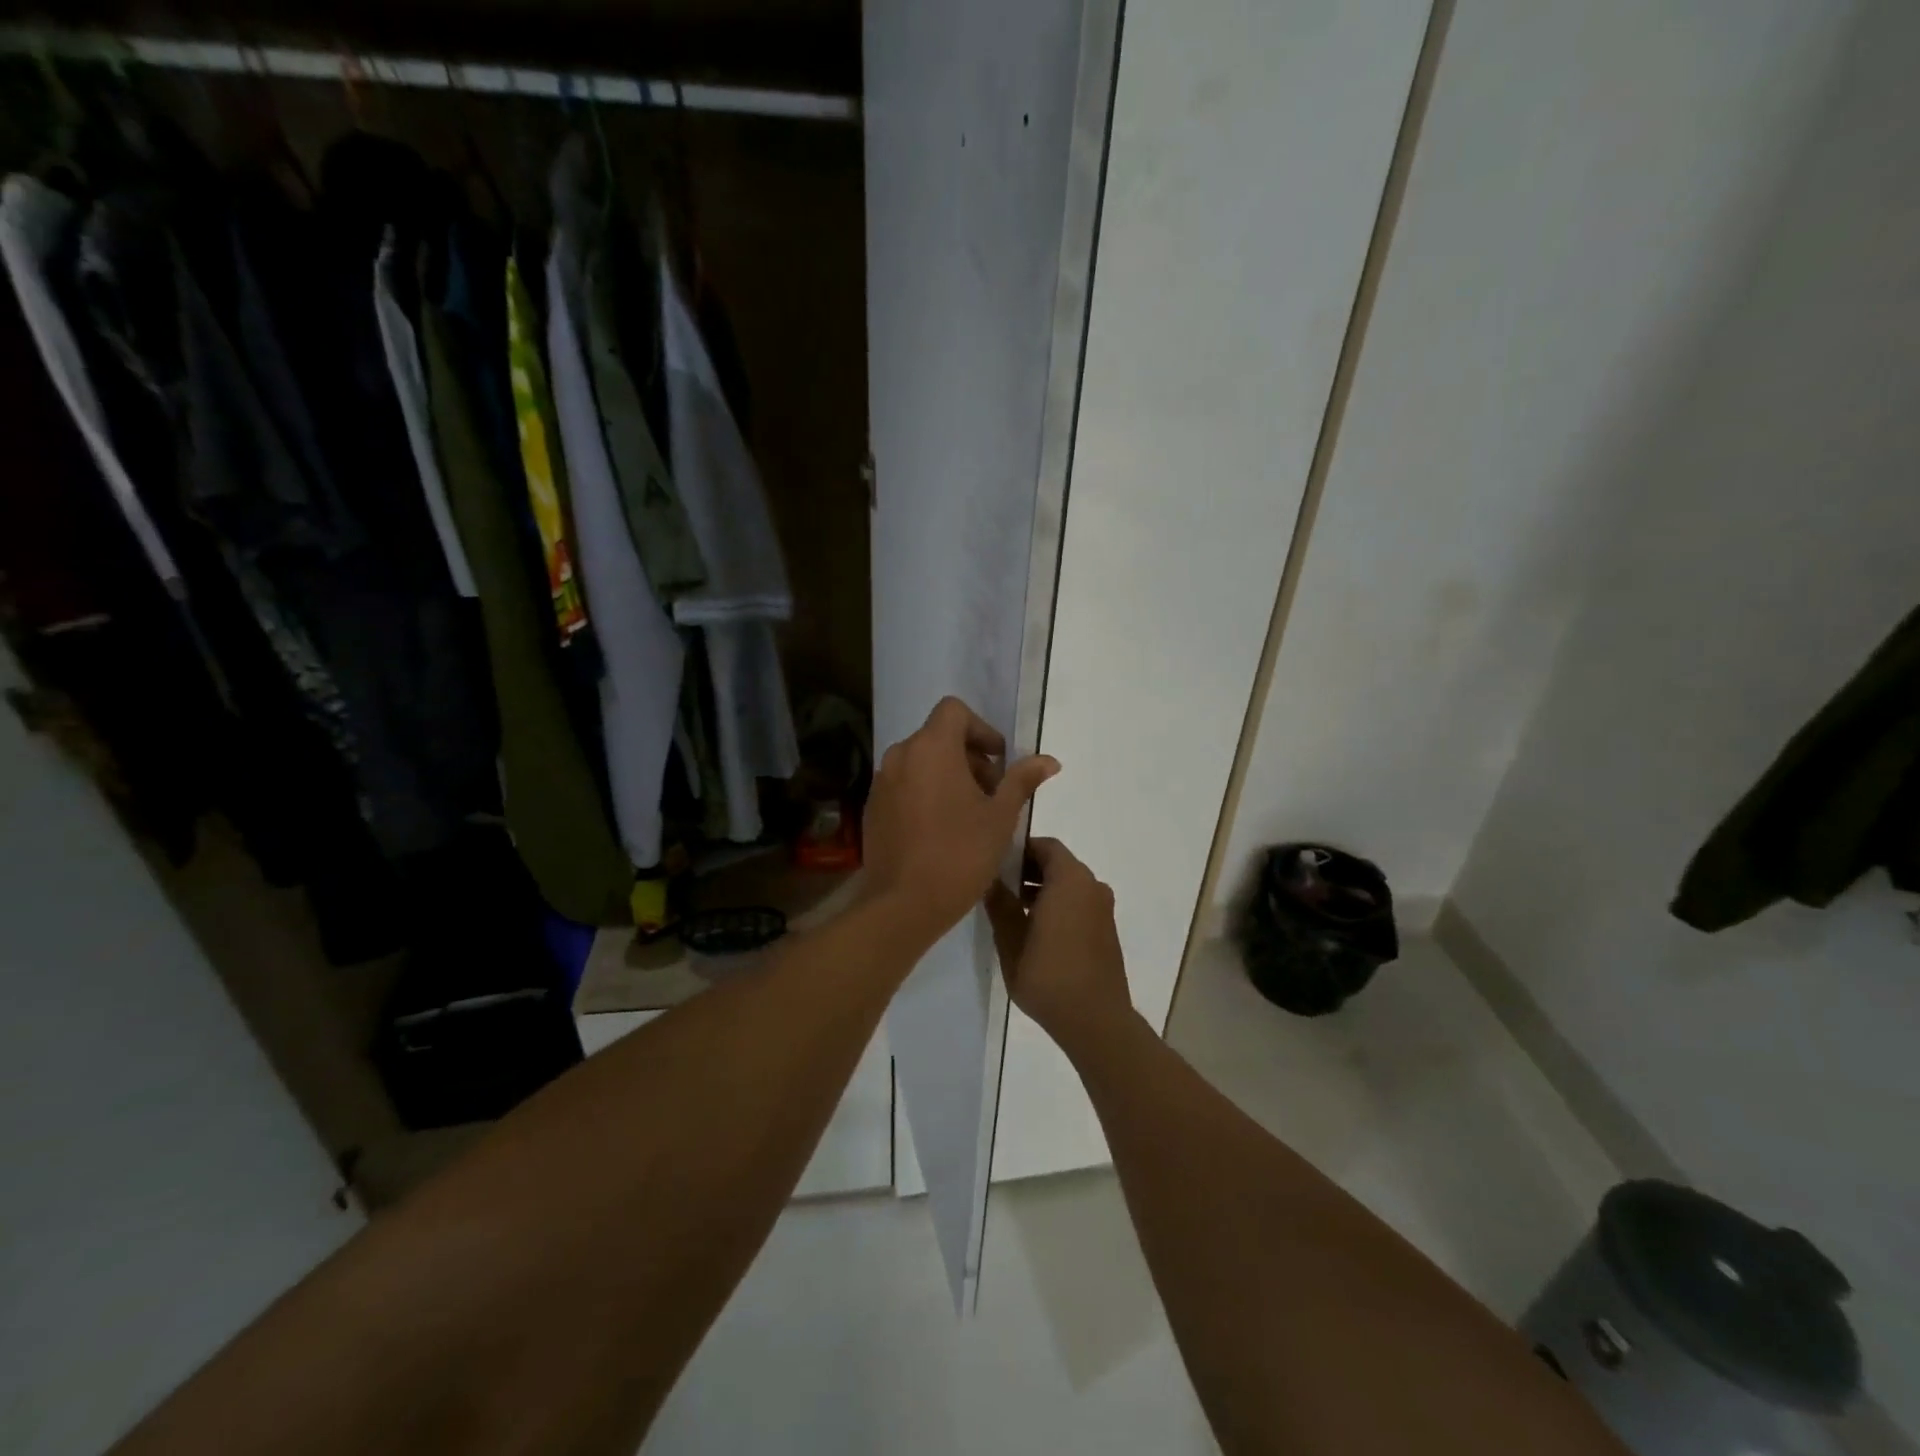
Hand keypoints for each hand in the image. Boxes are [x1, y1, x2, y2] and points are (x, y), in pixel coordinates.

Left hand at [862, 697, 1058, 939]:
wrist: (903, 904)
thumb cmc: (960, 854)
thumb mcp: (1001, 817)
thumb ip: (1021, 781)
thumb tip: (1049, 760)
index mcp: (931, 748)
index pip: (954, 711)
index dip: (981, 729)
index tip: (999, 761)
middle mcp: (900, 755)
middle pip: (938, 737)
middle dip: (969, 757)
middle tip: (992, 793)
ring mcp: (881, 782)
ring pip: (920, 762)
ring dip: (947, 775)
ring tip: (970, 814)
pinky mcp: (871, 808)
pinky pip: (903, 785)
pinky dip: (924, 792)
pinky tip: (940, 829)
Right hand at [986, 837, 1131, 1050]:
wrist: (1096, 1021)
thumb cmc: (1049, 976)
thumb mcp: (1011, 940)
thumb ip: (1000, 905)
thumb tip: (989, 881)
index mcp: (1071, 880)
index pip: (1044, 846)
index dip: (1019, 850)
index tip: (995, 863)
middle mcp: (1092, 886)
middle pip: (1057, 863)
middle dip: (1028, 870)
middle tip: (998, 886)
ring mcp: (1103, 909)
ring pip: (1068, 885)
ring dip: (1042, 889)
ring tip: (1012, 911)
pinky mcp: (1106, 930)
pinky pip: (1079, 903)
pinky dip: (1058, 905)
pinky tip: (1035, 931)